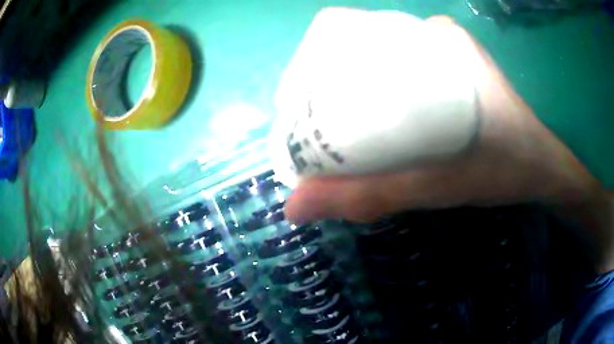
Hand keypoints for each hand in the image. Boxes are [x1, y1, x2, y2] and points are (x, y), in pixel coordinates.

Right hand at [285, 15, 599, 223]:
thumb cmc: (504, 171)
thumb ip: (372, 197)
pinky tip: (373, 118)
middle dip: (332, 77)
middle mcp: (441, 40)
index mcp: (439, 43)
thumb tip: (295, 207)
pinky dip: (383, 90)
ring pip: (386, 60)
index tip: (301, 95)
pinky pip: (408, 72)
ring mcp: (451, 55)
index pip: (362, 32)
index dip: (321, 57)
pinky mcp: (458, 75)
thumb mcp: (437, 188)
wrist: (545, 172)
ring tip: (331, 120)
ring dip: (356, 85)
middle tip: (311, 116)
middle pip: (368, 47)